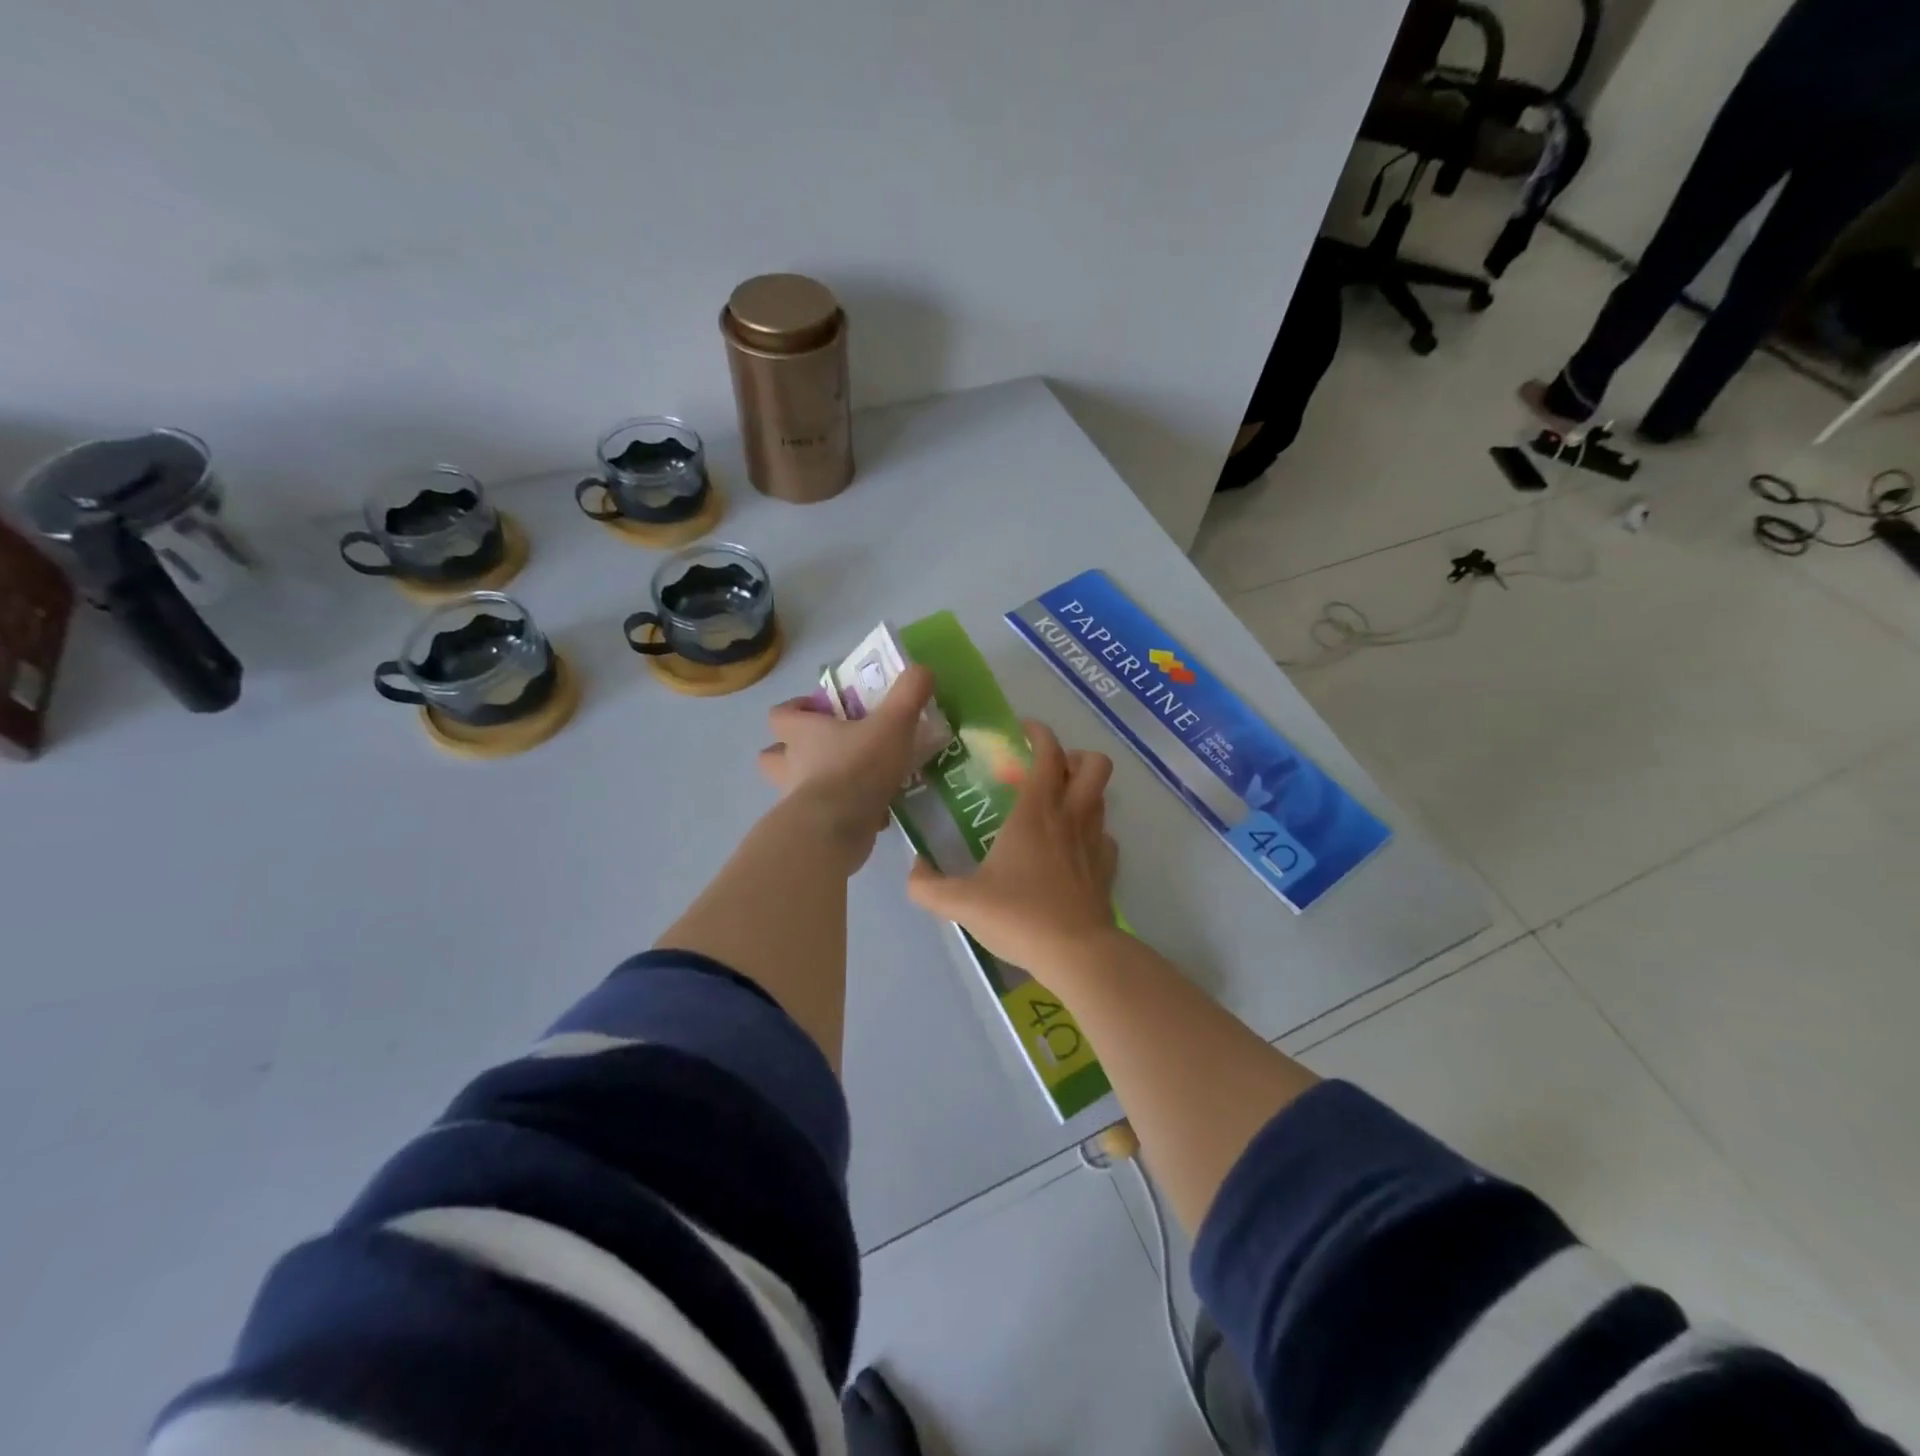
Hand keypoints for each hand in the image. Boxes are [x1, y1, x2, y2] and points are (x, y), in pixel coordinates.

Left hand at [758, 665, 937, 868]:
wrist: (837, 829)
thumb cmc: (858, 767)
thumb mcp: (892, 724)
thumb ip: (908, 695)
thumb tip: (922, 670)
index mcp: (802, 734)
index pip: (779, 715)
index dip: (796, 709)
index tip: (822, 710)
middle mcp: (791, 765)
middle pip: (773, 755)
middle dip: (793, 751)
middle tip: (829, 748)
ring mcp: (797, 801)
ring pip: (796, 788)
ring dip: (818, 783)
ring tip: (853, 781)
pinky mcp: (812, 829)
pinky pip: (824, 817)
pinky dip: (843, 813)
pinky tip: (873, 813)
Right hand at [907, 720, 1118, 972]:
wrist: (1075, 953)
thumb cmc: (1018, 915)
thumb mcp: (960, 902)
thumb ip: (927, 885)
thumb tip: (914, 867)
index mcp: (1035, 811)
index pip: (1049, 752)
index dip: (1039, 733)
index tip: (1023, 731)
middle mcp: (1070, 816)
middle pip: (1095, 764)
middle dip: (1075, 756)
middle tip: (1049, 770)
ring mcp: (1094, 842)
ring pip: (1102, 797)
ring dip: (1084, 791)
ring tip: (1057, 805)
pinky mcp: (1107, 869)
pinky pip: (1105, 836)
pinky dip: (1091, 832)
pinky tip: (1072, 848)